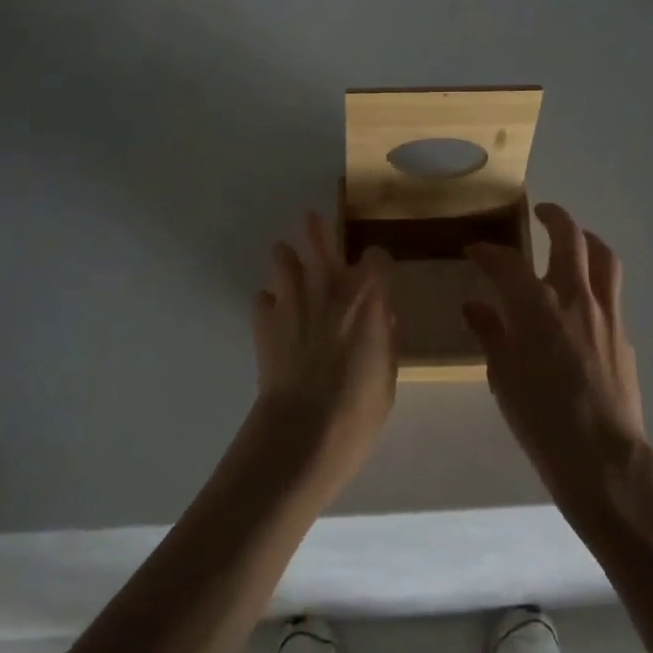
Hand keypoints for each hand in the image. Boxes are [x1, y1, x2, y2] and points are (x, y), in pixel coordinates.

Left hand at [251, 213, 396, 493]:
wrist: (303, 432)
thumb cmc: (359, 408)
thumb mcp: (389, 372)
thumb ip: (385, 336)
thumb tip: (382, 318)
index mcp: (367, 297)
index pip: (376, 257)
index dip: (377, 264)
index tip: (377, 275)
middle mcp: (328, 287)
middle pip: (319, 238)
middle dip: (317, 228)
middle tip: (312, 220)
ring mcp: (292, 299)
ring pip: (282, 257)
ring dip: (287, 260)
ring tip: (290, 268)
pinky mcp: (263, 320)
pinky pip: (263, 298)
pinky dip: (270, 303)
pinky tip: (276, 318)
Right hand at [465, 204, 648, 522]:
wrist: (602, 457)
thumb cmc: (540, 418)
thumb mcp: (502, 376)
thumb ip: (490, 333)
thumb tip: (475, 307)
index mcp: (535, 305)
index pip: (506, 262)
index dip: (487, 251)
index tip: (475, 250)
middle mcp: (573, 296)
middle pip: (568, 237)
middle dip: (552, 217)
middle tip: (540, 212)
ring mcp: (605, 312)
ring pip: (602, 256)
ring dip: (586, 238)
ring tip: (574, 237)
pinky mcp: (623, 333)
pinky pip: (611, 291)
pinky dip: (595, 279)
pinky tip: (583, 298)